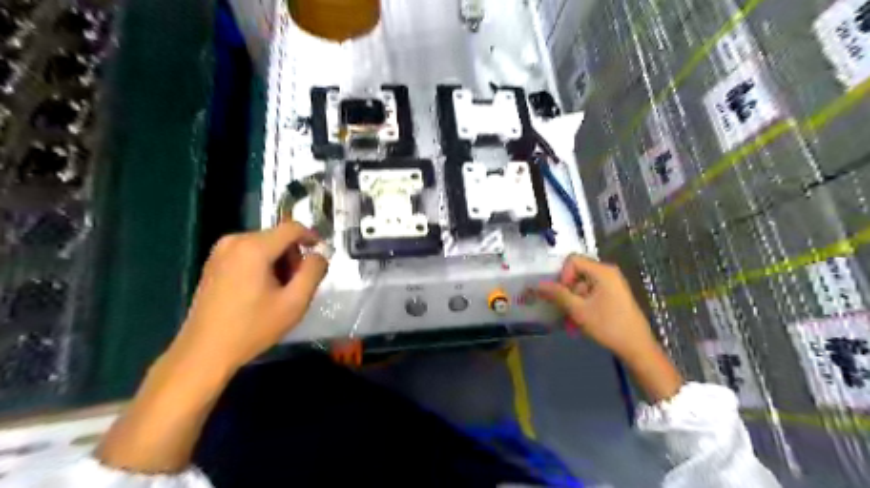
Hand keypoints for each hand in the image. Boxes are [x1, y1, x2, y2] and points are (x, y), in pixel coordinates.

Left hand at [169, 221, 325, 373]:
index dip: (312, 237)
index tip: (322, 255)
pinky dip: (263, 265)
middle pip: (278, 237)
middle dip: (294, 256)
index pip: (292, 228)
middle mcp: (235, 241)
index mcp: (254, 248)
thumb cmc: (253, 327)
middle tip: (298, 283)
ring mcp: (221, 251)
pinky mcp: (214, 263)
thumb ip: (313, 272)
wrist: (205, 351)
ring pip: (264, 245)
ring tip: (280, 291)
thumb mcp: (294, 302)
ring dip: (279, 262)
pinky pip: (248, 253)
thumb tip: (320, 255)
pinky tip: (262, 290)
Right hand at [542, 255, 655, 361]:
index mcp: (602, 271)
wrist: (637, 347)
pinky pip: (590, 292)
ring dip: (573, 301)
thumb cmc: (608, 326)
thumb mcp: (579, 310)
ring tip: (572, 320)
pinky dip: (582, 304)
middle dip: (567, 290)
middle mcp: (607, 272)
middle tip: (565, 309)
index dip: (563, 275)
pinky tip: (581, 320)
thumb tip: (537, 284)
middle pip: (577, 272)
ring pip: (582, 285)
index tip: (563, 295)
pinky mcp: (613, 295)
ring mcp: (611, 284)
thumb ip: (557, 294)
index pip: (572, 260)